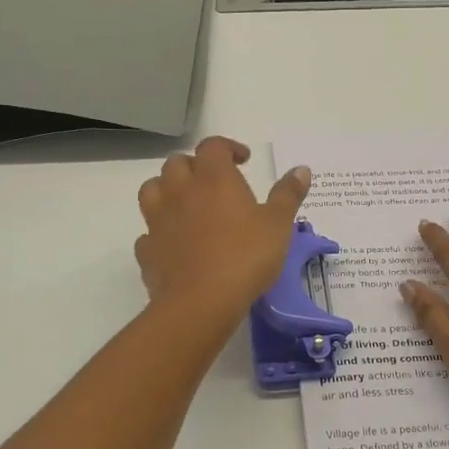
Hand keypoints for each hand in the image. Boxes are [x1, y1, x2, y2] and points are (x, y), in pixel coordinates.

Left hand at [135, 137, 310, 325]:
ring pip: (152, 189)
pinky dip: (159, 231)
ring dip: (167, 190)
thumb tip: (301, 169)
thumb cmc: (245, 257)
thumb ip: (288, 194)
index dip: (227, 148)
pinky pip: (148, 231)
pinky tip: (174, 243)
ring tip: (186, 204)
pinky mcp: (147, 250)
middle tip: (214, 183)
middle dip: (195, 166)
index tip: (243, 161)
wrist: (201, 302)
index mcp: (213, 179)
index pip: (213, 146)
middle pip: (177, 163)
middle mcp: (180, 191)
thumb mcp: (278, 225)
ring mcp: (158, 220)